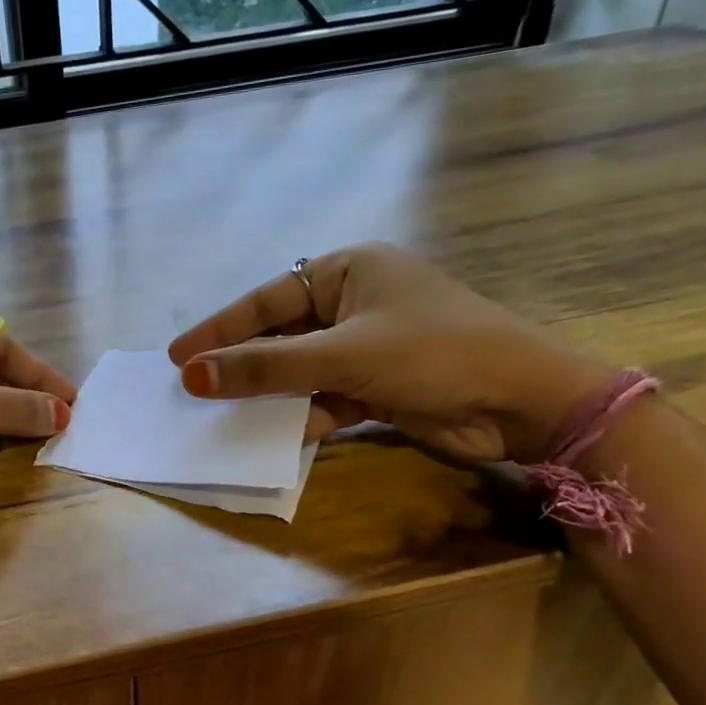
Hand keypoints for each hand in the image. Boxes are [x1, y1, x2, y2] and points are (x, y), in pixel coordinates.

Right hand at [168, 243, 614, 462]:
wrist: (527, 403)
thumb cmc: (434, 353)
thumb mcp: (342, 355)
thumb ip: (265, 367)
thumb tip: (192, 376)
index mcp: (348, 270)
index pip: (266, 299)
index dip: (219, 329)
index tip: (177, 356)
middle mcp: (354, 302)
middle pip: (279, 335)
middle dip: (240, 364)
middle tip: (191, 387)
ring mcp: (366, 346)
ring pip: (299, 369)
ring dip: (267, 393)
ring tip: (219, 413)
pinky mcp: (377, 385)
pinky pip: (323, 396)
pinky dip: (300, 414)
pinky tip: (272, 434)